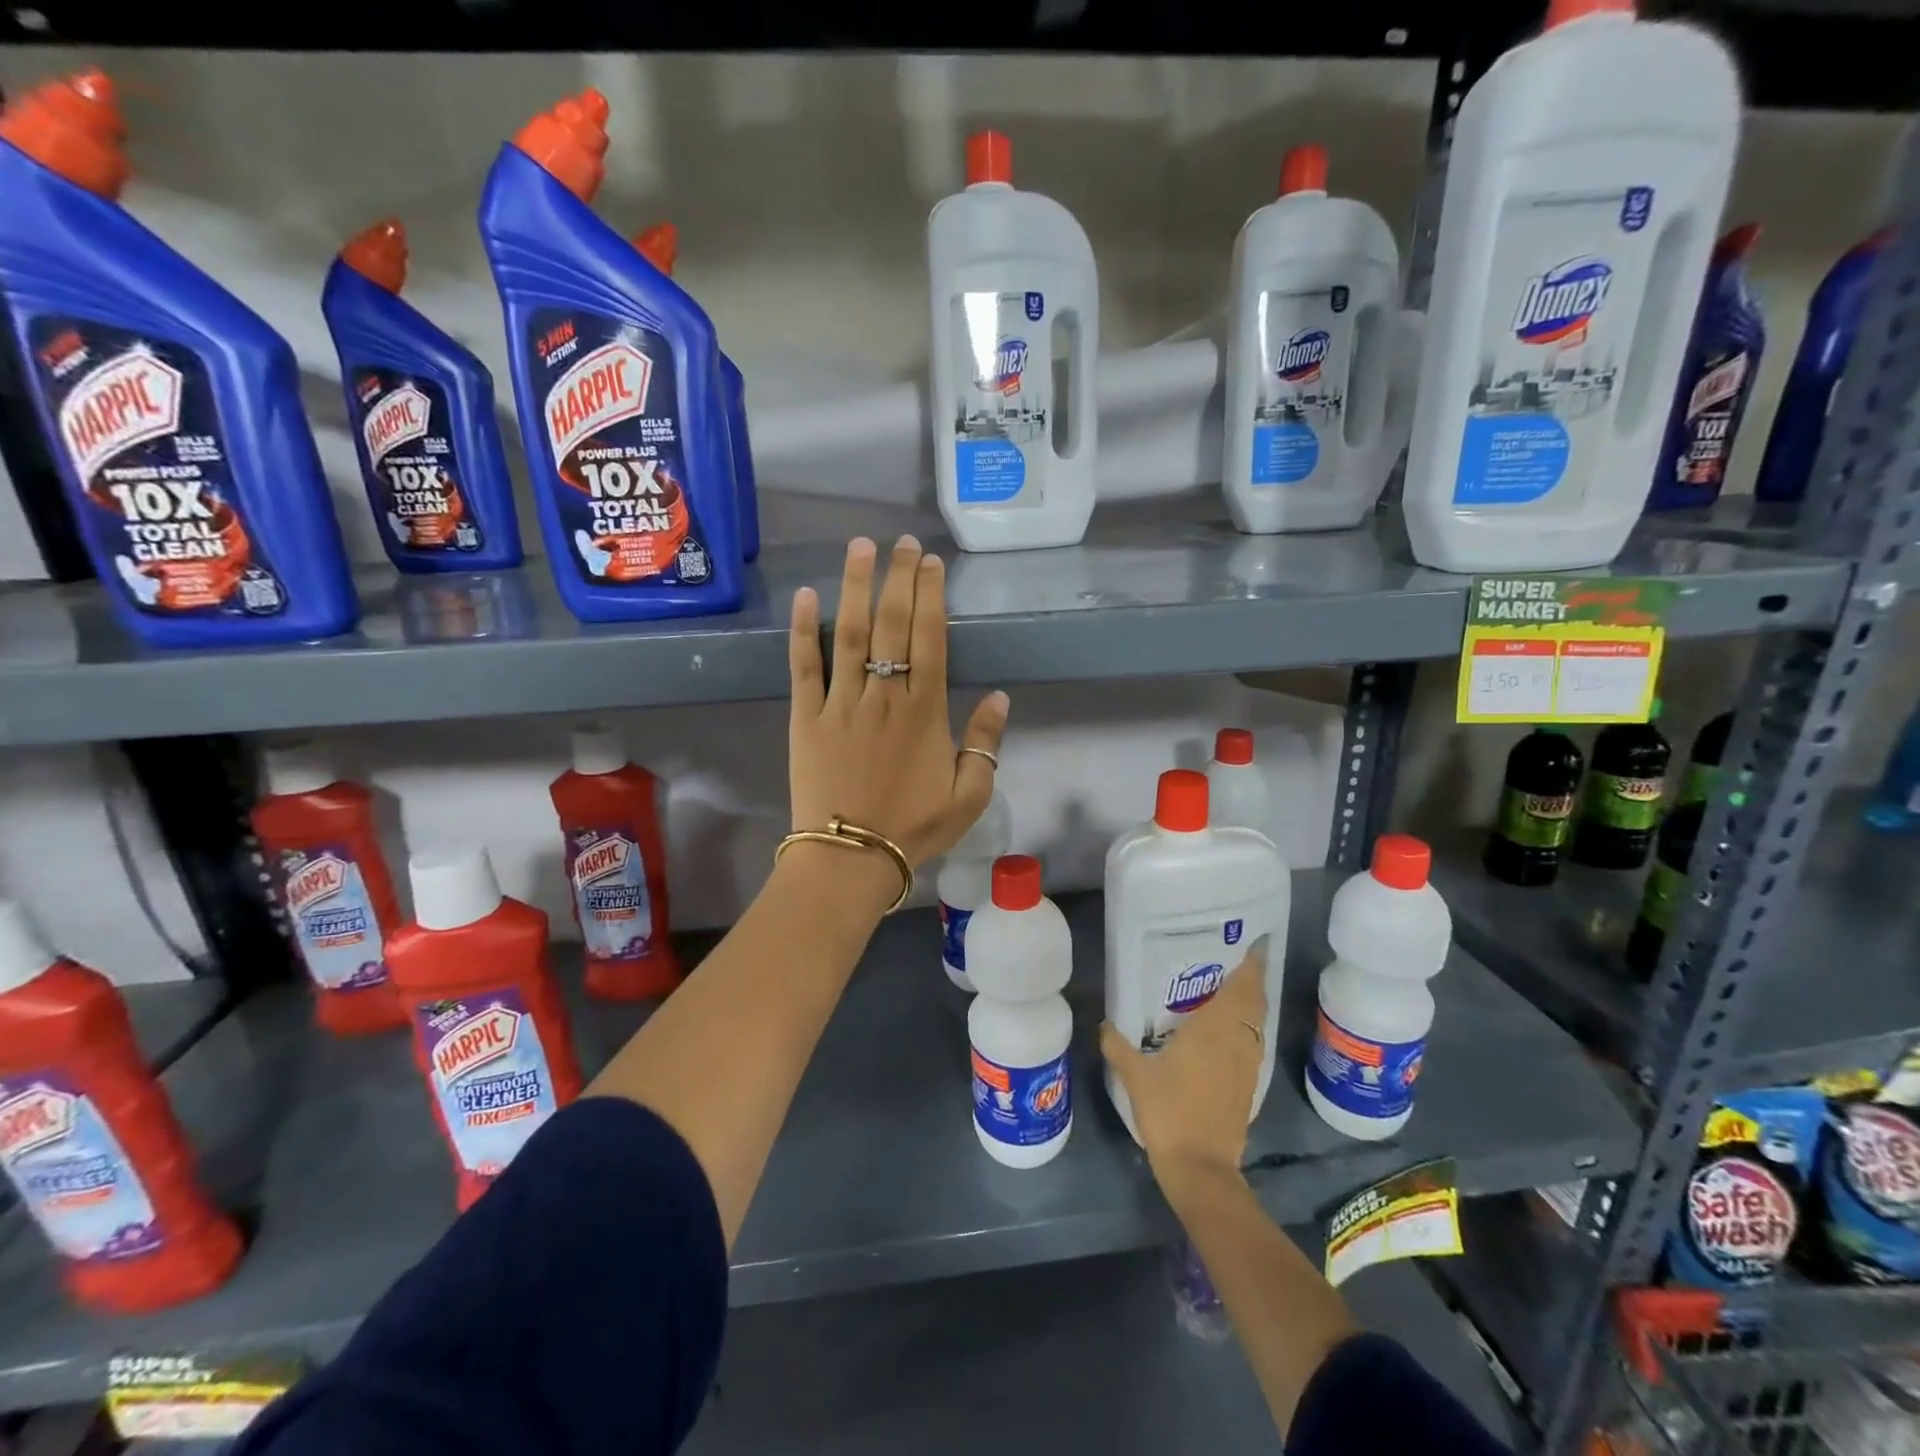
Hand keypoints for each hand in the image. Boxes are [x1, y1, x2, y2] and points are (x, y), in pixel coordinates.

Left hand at [789, 536, 1010, 867]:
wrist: (850, 857)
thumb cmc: (914, 828)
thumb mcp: (969, 795)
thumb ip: (986, 744)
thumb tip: (1001, 698)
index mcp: (925, 711)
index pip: (931, 640)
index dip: (931, 597)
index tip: (931, 563)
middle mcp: (884, 695)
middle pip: (893, 624)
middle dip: (899, 578)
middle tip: (903, 542)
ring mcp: (842, 703)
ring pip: (850, 633)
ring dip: (855, 587)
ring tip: (861, 548)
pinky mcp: (806, 717)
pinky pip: (804, 667)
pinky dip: (802, 630)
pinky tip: (804, 596)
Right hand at [1100, 943, 1267, 1182]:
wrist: (1201, 1167)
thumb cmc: (1169, 1111)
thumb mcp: (1134, 1075)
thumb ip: (1118, 1045)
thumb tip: (1104, 1023)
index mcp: (1214, 1029)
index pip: (1243, 988)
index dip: (1251, 964)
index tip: (1250, 943)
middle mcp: (1238, 1041)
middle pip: (1254, 1002)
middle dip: (1250, 979)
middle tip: (1231, 960)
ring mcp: (1247, 1065)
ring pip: (1255, 1024)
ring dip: (1249, 1004)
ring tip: (1227, 989)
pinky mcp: (1248, 1086)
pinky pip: (1251, 1044)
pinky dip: (1245, 1028)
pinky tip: (1223, 1033)